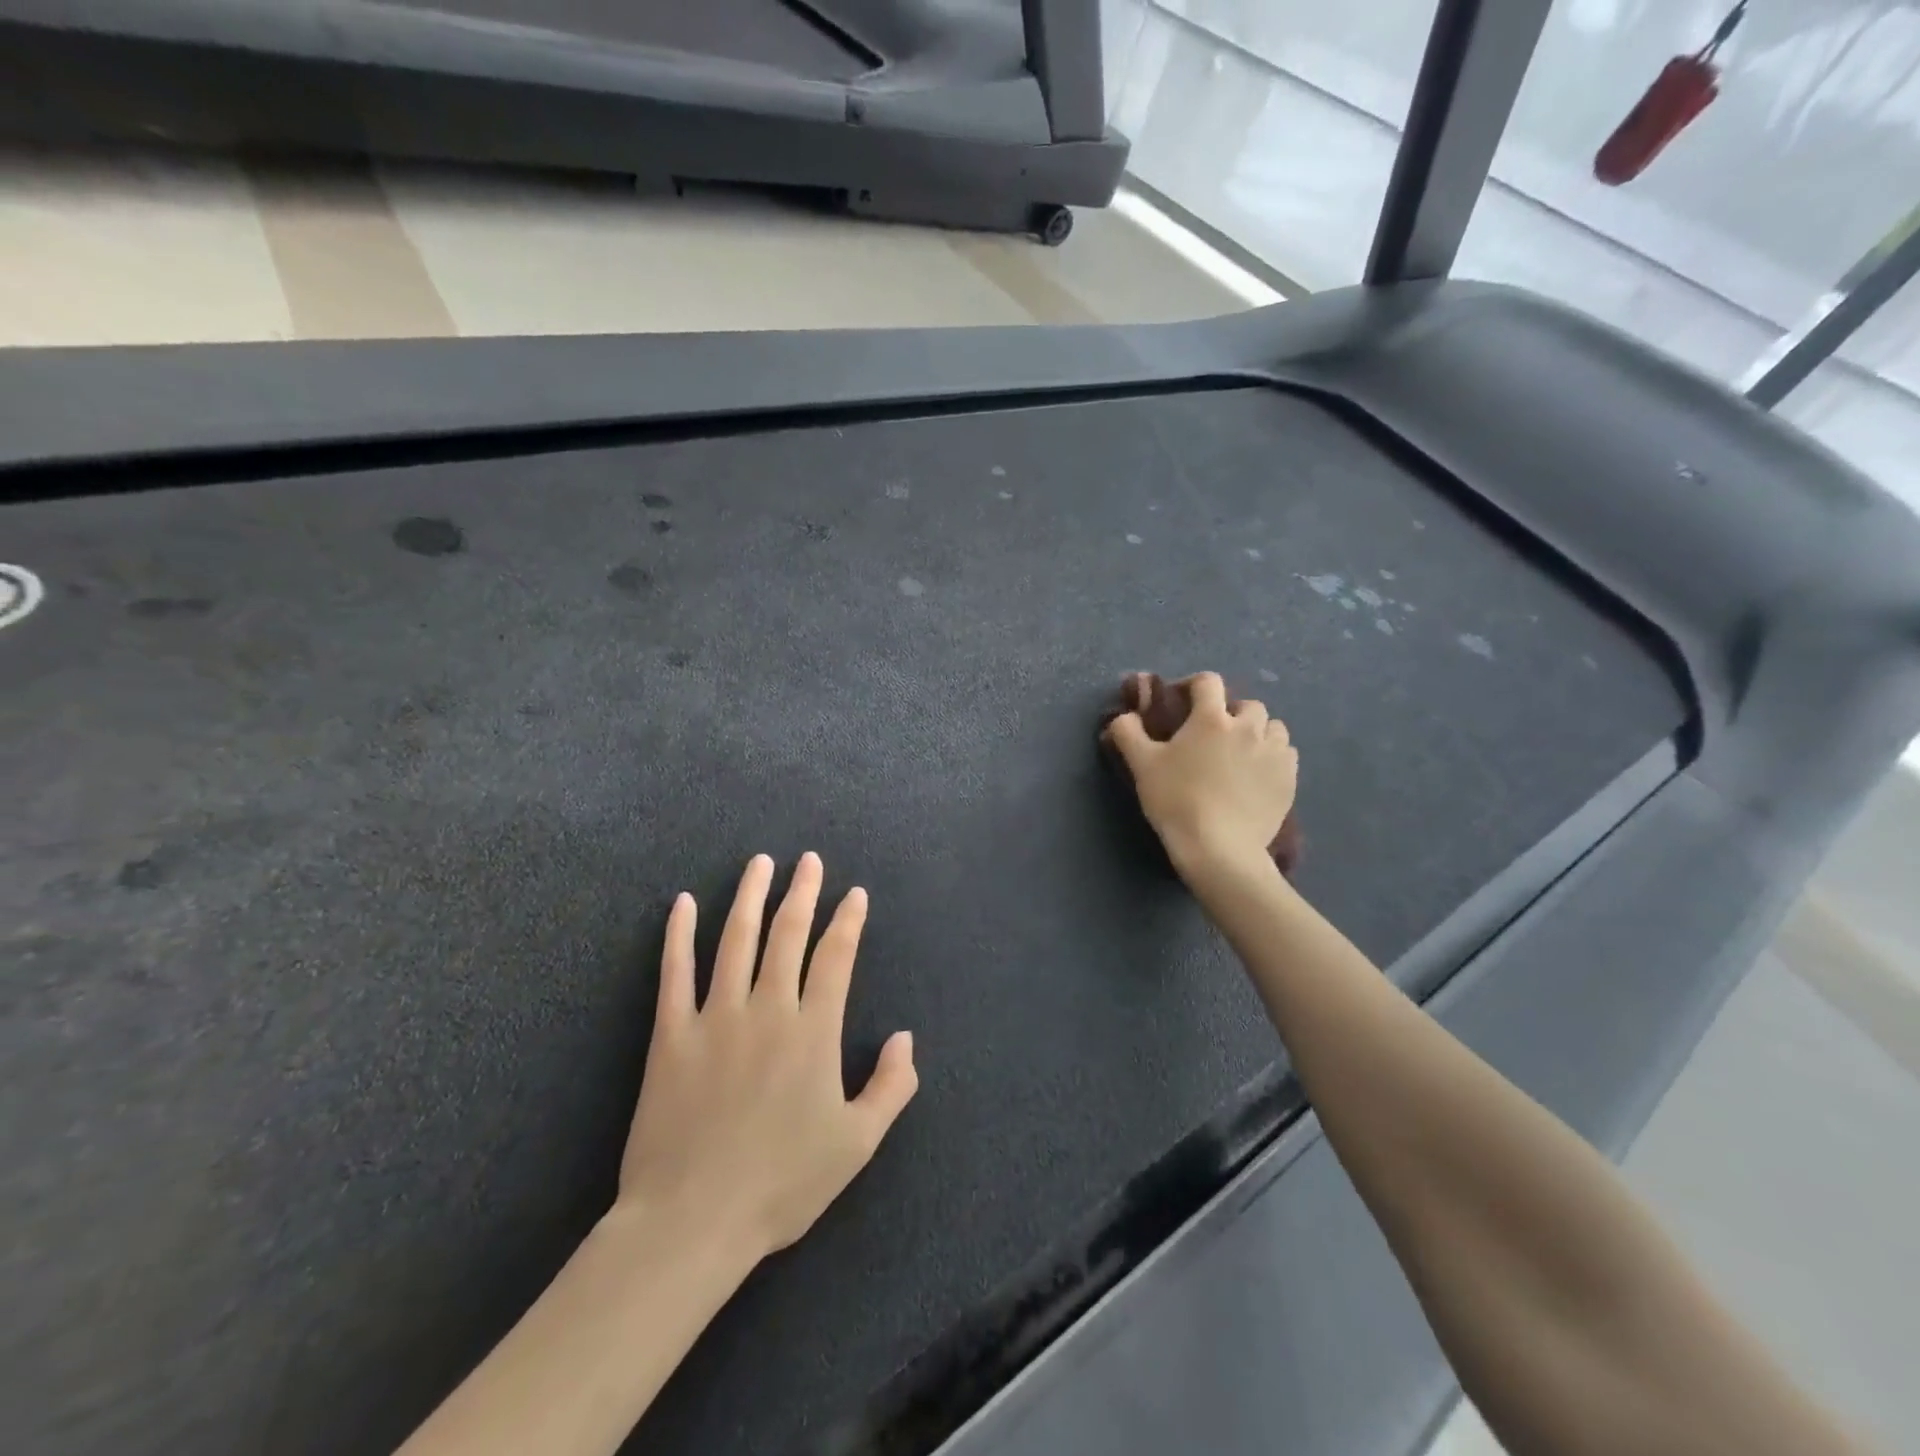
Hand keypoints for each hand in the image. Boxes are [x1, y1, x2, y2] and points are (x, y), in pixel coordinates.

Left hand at [617, 853, 918, 1260]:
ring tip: (760, 864)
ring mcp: (715, 1017)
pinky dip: (678, 934)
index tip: (855, 894)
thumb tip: (905, 1036)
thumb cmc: (781, 1184)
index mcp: (813, 1031)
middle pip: (787, 934)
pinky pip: (674, 973)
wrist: (692, 1220)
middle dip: (802, 892)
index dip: (848, 921)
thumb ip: (891, 1086)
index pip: (836, 957)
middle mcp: (767, 1009)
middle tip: (808, 860)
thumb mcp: (857, 1144)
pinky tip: (681, 903)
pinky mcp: (671, 1034)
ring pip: (735, 939)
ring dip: (749, 896)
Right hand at [1102, 671, 1298, 876]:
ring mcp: (1274, 753)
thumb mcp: (1142, 765)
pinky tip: (1257, 775)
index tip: (1182, 703)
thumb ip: (1128, 732)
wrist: (1219, 848)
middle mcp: (1249, 727)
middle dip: (1231, 714)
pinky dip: (1273, 757)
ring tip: (1240, 754)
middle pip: (1247, 705)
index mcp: (1212, 718)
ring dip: (1257, 733)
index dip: (1193, 686)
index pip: (1208, 682)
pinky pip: (1286, 755)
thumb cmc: (1176, 801)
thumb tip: (1124, 715)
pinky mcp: (1289, 779)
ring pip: (1273, 728)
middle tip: (1213, 736)